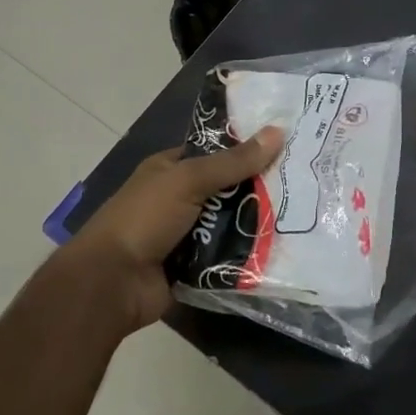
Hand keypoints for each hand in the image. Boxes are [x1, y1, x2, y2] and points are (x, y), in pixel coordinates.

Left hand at [64, 127, 284, 331]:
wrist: (112, 283)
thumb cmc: (144, 219)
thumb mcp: (188, 180)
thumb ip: (233, 161)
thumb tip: (278, 131)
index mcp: (169, 169)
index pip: (214, 152)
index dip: (246, 148)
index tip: (285, 146)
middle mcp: (178, 198)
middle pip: (227, 189)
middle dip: (258, 188)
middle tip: (303, 183)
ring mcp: (186, 234)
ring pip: (231, 223)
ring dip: (256, 222)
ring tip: (302, 214)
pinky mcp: (195, 266)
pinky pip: (228, 255)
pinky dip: (247, 253)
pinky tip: (283, 246)